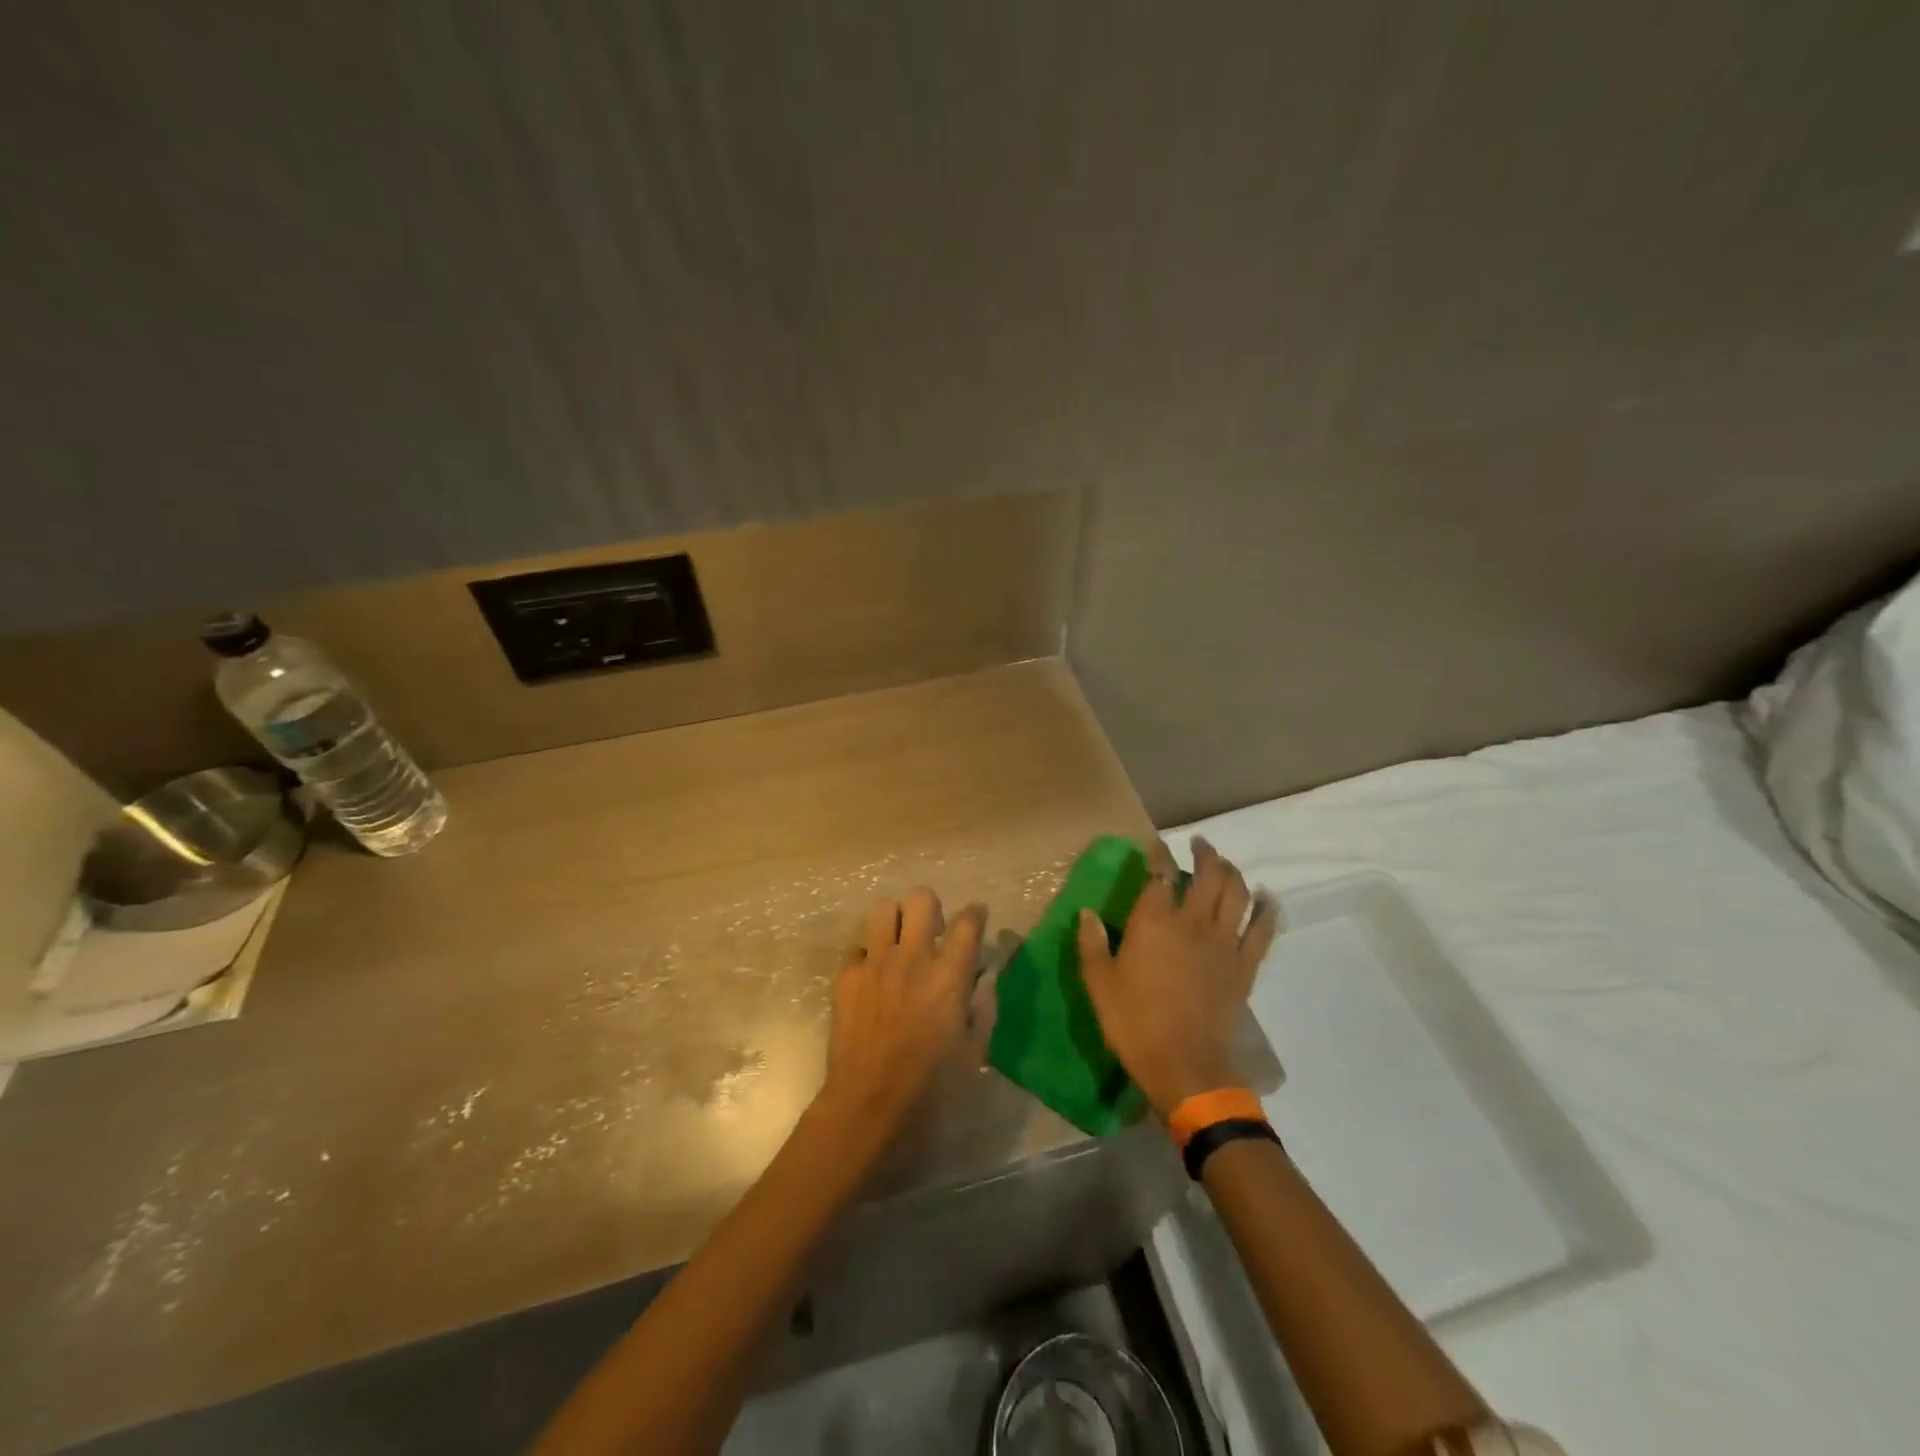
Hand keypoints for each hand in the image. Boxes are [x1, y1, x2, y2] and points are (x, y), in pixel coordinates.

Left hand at [818, 888, 986, 1133]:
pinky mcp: (846, 976)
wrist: (869, 1103)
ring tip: (899, 942)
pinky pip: (857, 946)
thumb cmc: (931, 1085)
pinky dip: (868, 954)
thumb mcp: (974, 1051)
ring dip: (896, 920)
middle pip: (922, 899)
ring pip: (883, 909)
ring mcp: (875, 963)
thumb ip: (984, 1007)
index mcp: (948, 975)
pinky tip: (873, 975)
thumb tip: (985, 977)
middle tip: (932, 931)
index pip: (967, 923)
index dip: (975, 913)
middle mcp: (912, 957)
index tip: (976, 916)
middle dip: (931, 908)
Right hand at [1077, 837, 1279, 1117]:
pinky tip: (1267, 899)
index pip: (1160, 875)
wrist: (1185, 1066)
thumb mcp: (1099, 984)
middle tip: (1199, 845)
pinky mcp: (1244, 966)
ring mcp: (1223, 943)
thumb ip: (1092, 944)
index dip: (1159, 856)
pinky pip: (1262, 930)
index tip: (1156, 847)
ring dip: (1232, 872)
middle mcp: (1192, 923)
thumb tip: (1087, 913)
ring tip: (1225, 864)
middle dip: (1205, 854)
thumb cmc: (1134, 1023)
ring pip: (1237, 894)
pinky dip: (1267, 910)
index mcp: (1154, 922)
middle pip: (1208, 876)